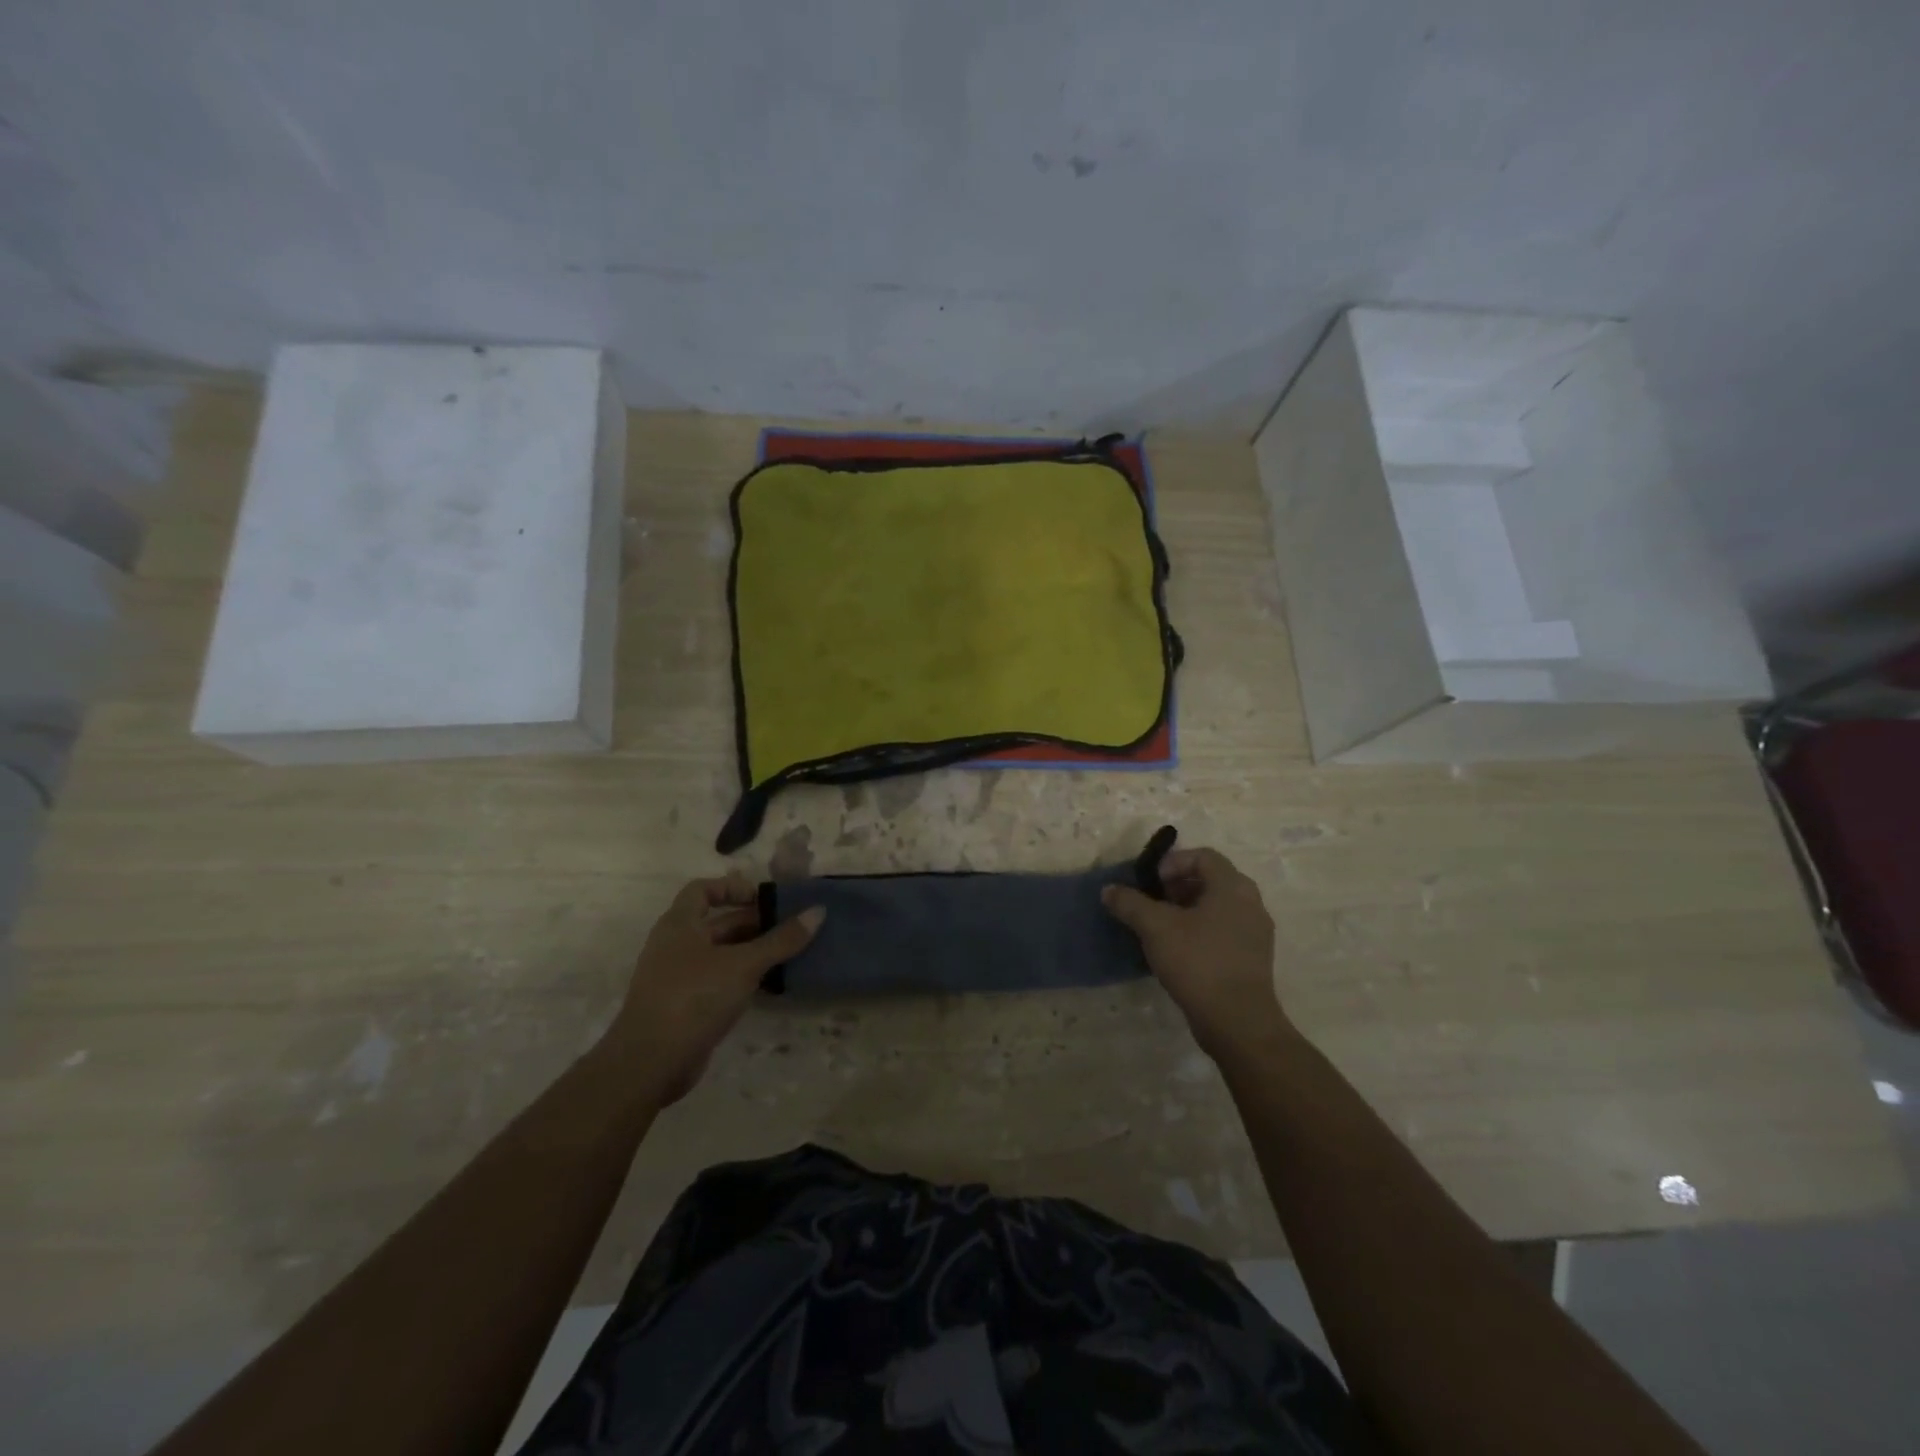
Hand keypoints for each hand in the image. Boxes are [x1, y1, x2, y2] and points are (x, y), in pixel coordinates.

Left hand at [605, 875, 822, 1104]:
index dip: (733, 888)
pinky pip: (718, 980)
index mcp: (679, 924)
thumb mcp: (744, 964)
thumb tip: (818, 912)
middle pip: (717, 923)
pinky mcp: (685, 1006)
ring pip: (721, 954)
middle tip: (790, 928)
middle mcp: (675, 945)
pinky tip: (770, 985)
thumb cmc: (694, 998)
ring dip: (752, 952)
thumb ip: (782, 940)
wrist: (650, 1063)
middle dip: (753, 923)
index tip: (764, 899)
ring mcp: (678, 977)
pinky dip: (742, 978)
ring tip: (788, 954)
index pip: (703, 889)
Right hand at [1102, 847, 1290, 1059]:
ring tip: (1160, 928)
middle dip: (1177, 886)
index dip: (1173, 863)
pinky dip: (1200, 931)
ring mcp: (1256, 932)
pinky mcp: (1252, 958)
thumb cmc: (1198, 962)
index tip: (1151, 883)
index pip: (1203, 855)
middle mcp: (1251, 903)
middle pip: (1210, 880)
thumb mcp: (1155, 927)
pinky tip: (1178, 952)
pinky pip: (1224, 930)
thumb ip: (1130, 903)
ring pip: (1217, 907)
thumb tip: (1108, 890)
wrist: (1237, 1021)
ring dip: (1187, 910)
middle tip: (1152, 903)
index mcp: (1233, 886)